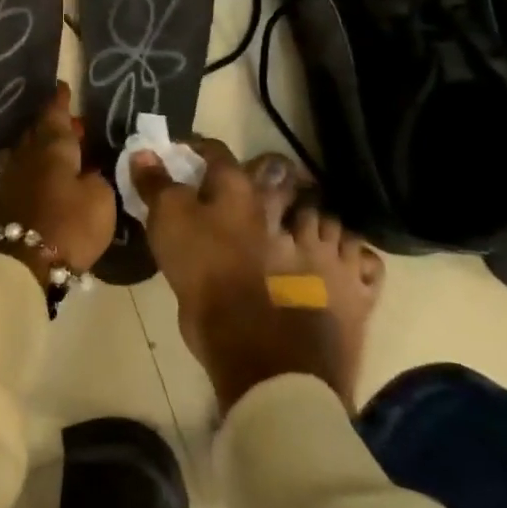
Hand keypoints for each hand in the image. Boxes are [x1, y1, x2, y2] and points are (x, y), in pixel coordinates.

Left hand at [0, 83, 116, 280]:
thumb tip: (87, 171)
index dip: (60, 102)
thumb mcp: (101, 198)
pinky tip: (41, 178)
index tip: (62, 87)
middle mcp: (27, 156)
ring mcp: (11, 178)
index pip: (55, 115)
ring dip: (39, 147)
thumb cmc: (70, 224)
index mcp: (51, 147)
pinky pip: (19, 173)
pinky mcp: (4, 201)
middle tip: (73, 126)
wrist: (24, 263)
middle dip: (53, 125)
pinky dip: (31, 170)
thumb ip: (96, 177)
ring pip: (24, 152)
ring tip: (56, 153)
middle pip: (37, 132)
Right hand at [130, 140, 355, 414]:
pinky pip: (362, 258)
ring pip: (324, 215)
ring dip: (311, 217)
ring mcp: (326, 247)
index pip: (218, 154)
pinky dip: (350, 255)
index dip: (199, 150)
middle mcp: (288, 209)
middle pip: (282, 177)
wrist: (266, 356)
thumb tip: (144, 151)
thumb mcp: (169, 231)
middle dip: (269, 179)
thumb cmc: (209, 286)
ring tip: (298, 230)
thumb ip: (157, 187)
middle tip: (253, 194)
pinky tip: (337, 261)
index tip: (186, 156)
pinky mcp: (353, 286)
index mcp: (242, 193)